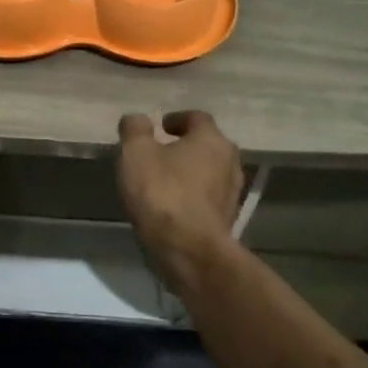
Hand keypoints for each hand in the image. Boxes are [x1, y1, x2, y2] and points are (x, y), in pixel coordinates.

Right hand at [117, 109, 244, 292]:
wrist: (188, 249)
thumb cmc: (162, 193)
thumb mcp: (136, 153)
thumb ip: (135, 130)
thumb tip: (137, 118)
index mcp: (212, 139)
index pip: (197, 118)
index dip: (177, 119)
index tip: (159, 127)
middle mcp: (230, 161)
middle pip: (207, 145)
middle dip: (185, 146)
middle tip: (159, 153)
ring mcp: (232, 193)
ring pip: (210, 172)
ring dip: (190, 172)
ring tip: (163, 181)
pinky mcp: (227, 219)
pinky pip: (208, 198)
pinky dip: (193, 196)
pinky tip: (172, 206)